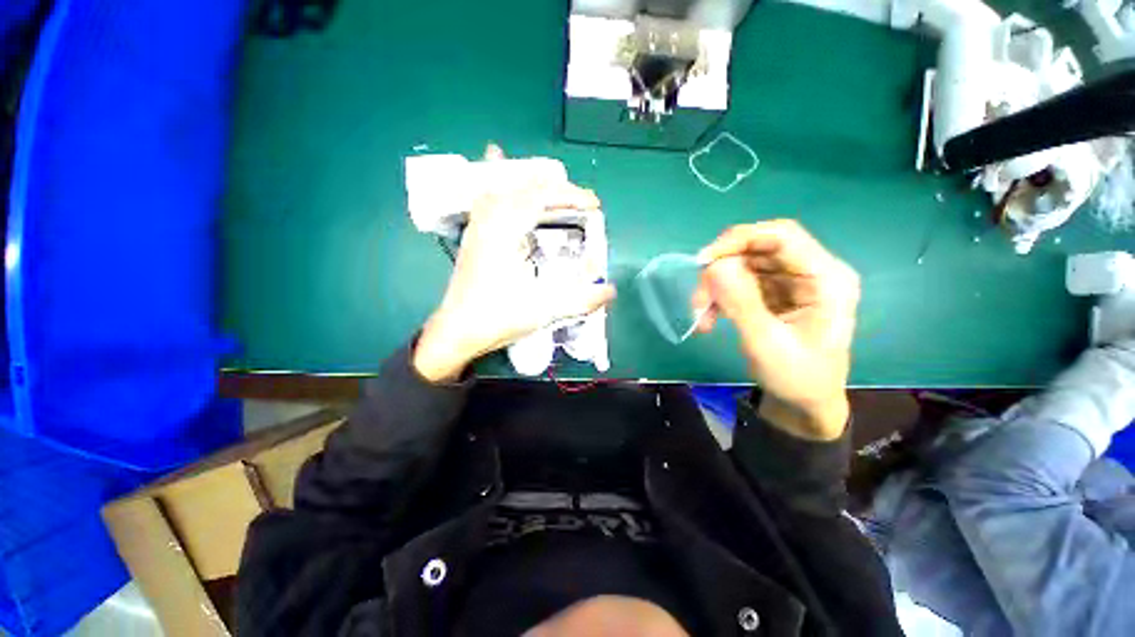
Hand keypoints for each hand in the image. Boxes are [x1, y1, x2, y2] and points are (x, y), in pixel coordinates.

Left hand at [413, 146, 615, 382]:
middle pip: (522, 184)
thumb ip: (581, 301)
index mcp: (505, 231)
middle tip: (579, 201)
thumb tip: (610, 291)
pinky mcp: (473, 237)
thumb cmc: (496, 319)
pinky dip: (500, 186)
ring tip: (551, 183)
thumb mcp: (543, 311)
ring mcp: (478, 227)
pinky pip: (487, 198)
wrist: (456, 333)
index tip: (594, 205)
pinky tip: (502, 183)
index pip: (541, 195)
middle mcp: (489, 220)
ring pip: (501, 186)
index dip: (571, 195)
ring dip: (529, 182)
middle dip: (555, 187)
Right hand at [693, 220, 859, 439]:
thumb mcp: (766, 343)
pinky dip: (719, 297)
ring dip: (715, 287)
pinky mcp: (774, 292)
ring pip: (743, 265)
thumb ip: (741, 303)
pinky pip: (739, 282)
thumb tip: (714, 266)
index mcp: (825, 279)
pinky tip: (709, 318)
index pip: (781, 236)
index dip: (739, 240)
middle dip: (721, 271)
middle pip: (757, 249)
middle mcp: (810, 272)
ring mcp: (791, 281)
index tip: (703, 261)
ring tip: (701, 316)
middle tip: (698, 300)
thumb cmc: (797, 377)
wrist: (804, 403)